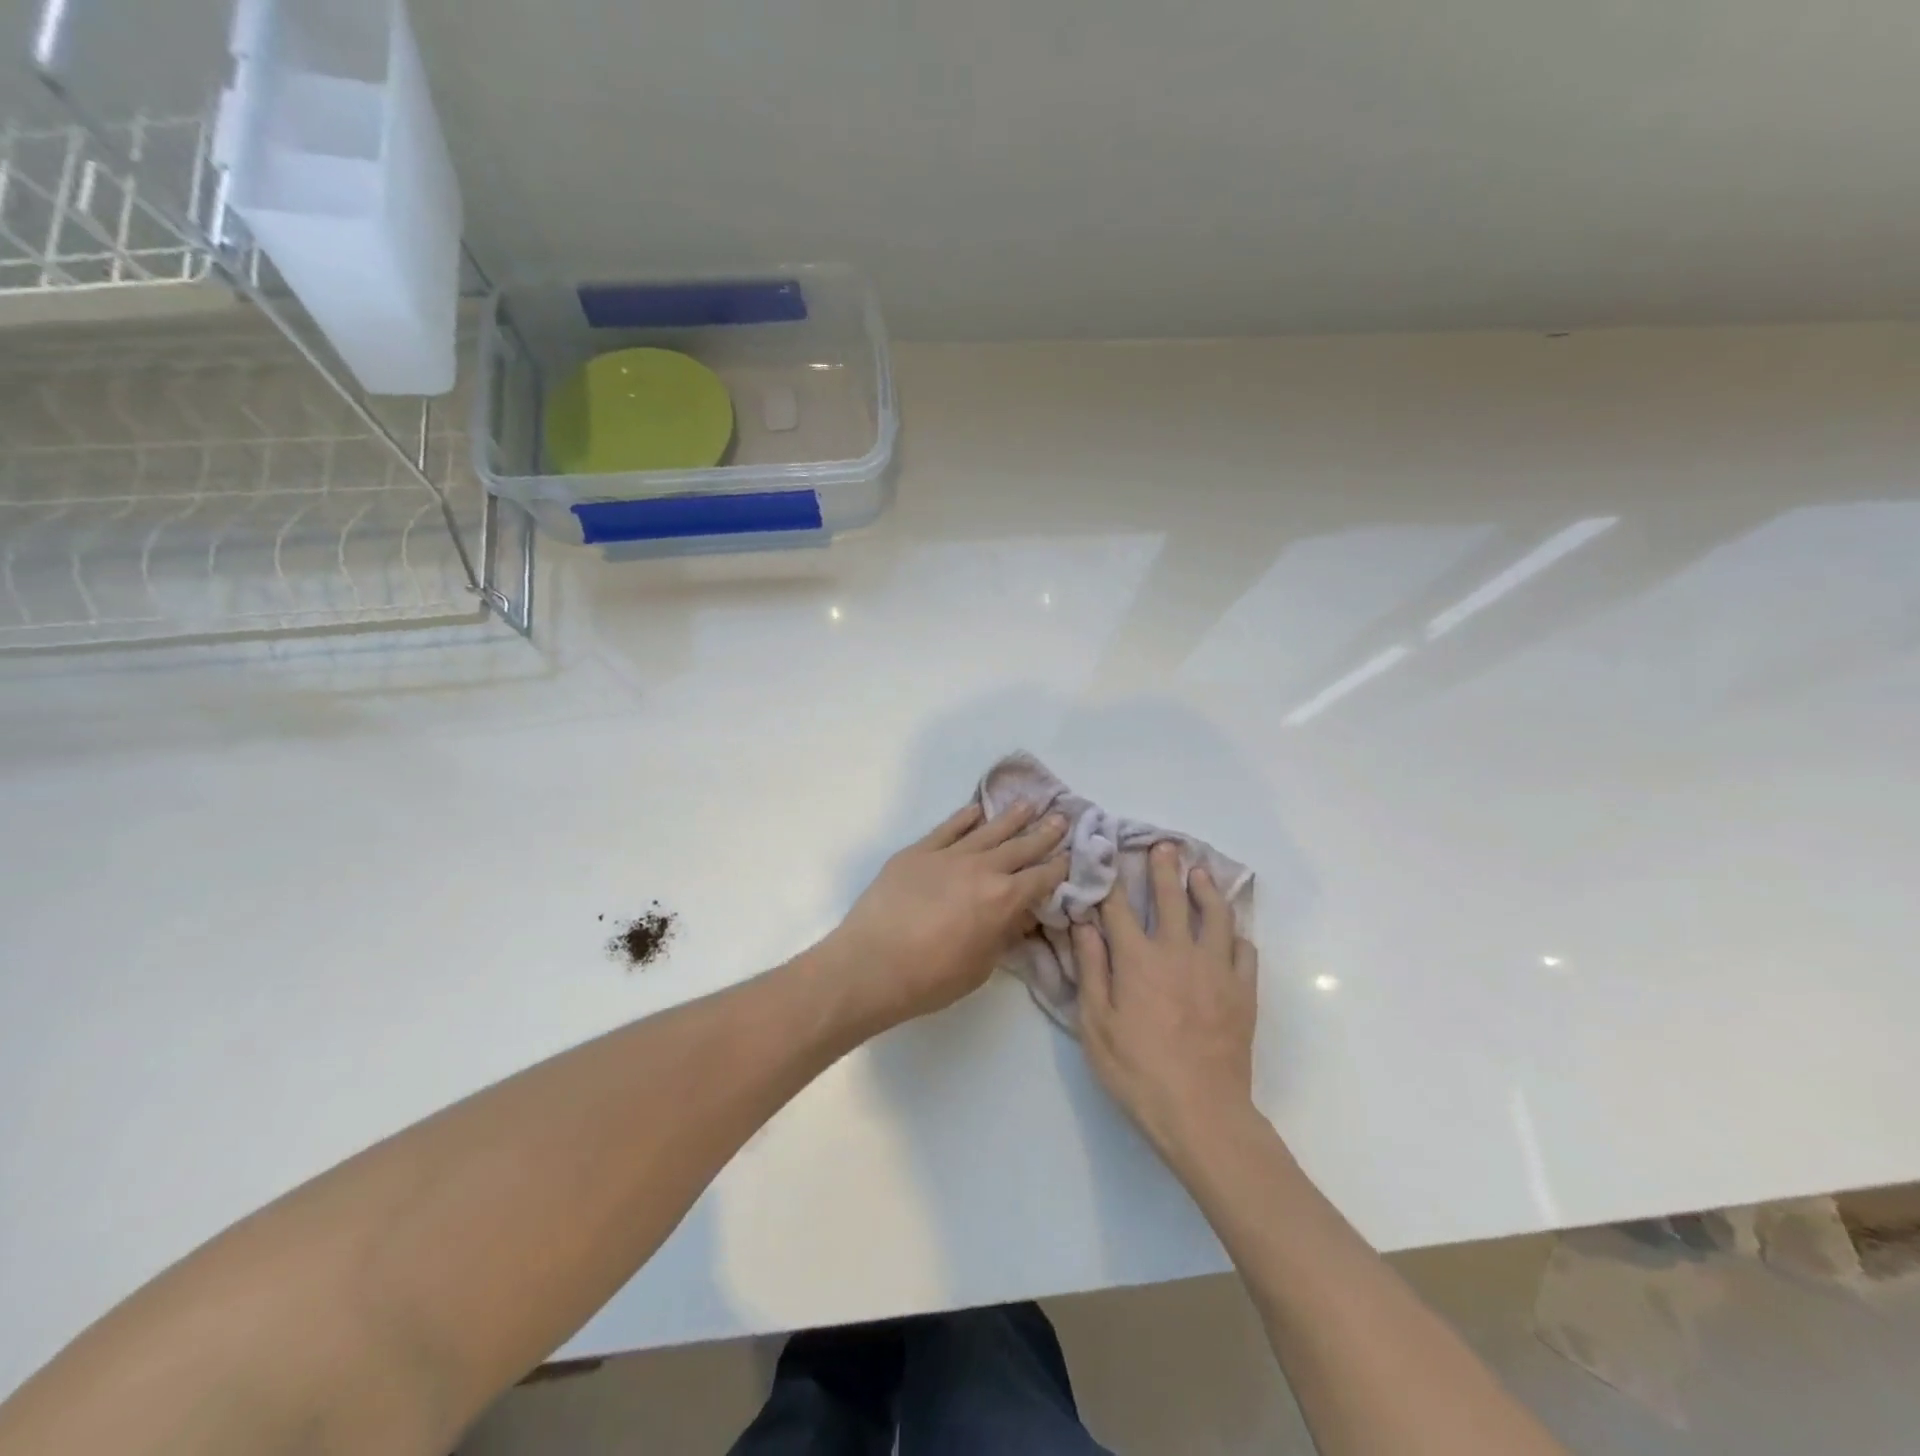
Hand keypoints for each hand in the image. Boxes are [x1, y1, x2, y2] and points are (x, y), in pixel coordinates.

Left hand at [823, 801, 1069, 1033]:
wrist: (872, 964)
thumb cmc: (930, 978)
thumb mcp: (981, 967)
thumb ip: (1003, 936)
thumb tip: (1020, 916)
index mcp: (1003, 900)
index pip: (1041, 878)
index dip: (1061, 867)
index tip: (1074, 854)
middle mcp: (982, 869)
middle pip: (1021, 846)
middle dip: (1045, 833)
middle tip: (1063, 817)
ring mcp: (949, 855)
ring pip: (988, 830)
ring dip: (1012, 817)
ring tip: (1029, 804)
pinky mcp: (919, 851)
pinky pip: (948, 827)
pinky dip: (965, 817)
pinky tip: (976, 809)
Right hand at [1076, 843, 1258, 1163]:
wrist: (1201, 1111)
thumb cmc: (1137, 1070)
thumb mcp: (1096, 1024)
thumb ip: (1092, 969)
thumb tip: (1084, 925)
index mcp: (1137, 959)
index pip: (1120, 908)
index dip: (1112, 880)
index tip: (1108, 855)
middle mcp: (1178, 952)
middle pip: (1172, 898)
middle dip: (1165, 869)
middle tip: (1166, 846)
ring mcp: (1216, 969)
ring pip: (1216, 915)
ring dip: (1207, 890)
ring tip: (1202, 874)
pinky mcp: (1242, 991)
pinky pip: (1245, 951)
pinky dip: (1237, 935)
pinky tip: (1233, 932)